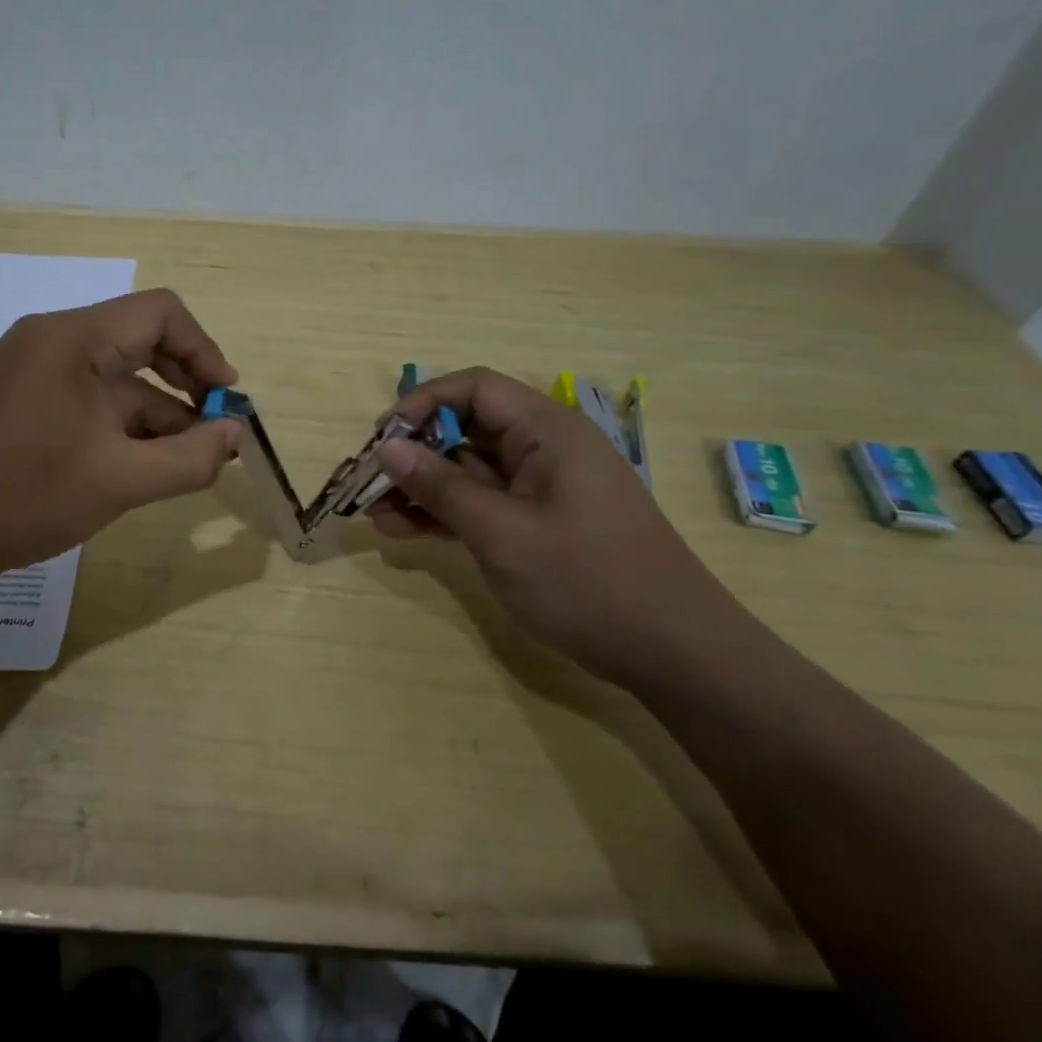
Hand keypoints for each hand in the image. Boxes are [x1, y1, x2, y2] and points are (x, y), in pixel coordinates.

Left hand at [0, 289, 242, 585]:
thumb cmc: (26, 497)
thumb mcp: (122, 481)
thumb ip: (190, 458)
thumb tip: (234, 435)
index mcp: (74, 339)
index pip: (160, 313)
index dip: (204, 350)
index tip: (225, 401)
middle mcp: (52, 340)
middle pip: (139, 342)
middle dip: (184, 388)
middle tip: (213, 434)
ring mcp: (32, 369)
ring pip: (114, 379)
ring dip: (155, 415)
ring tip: (184, 462)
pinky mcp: (22, 399)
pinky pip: (88, 399)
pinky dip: (121, 426)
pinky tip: (139, 465)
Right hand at [368, 368, 746, 684]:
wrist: (672, 652)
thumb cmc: (587, 580)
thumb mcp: (501, 532)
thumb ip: (440, 487)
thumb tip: (388, 447)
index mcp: (546, 430)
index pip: (474, 389)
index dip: (422, 403)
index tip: (383, 439)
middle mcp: (543, 449)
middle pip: (466, 429)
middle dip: (414, 453)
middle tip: (368, 483)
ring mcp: (541, 489)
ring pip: (468, 471)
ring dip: (422, 489)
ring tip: (374, 514)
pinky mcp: (538, 523)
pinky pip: (482, 504)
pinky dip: (445, 514)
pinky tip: (403, 531)